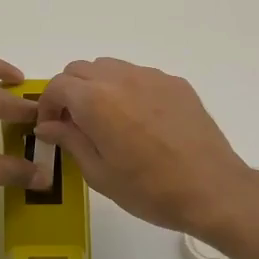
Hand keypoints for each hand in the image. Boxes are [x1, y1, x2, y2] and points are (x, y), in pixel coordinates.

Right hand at [35, 58, 254, 236]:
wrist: (211, 189)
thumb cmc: (149, 190)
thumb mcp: (99, 174)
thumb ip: (70, 141)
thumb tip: (48, 125)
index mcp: (96, 101)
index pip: (57, 85)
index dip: (47, 105)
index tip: (51, 127)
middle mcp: (122, 78)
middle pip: (81, 69)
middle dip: (70, 92)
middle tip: (75, 124)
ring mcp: (153, 77)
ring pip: (111, 68)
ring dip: (98, 87)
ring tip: (107, 121)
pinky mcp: (176, 84)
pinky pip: (140, 77)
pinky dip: (127, 90)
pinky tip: (140, 122)